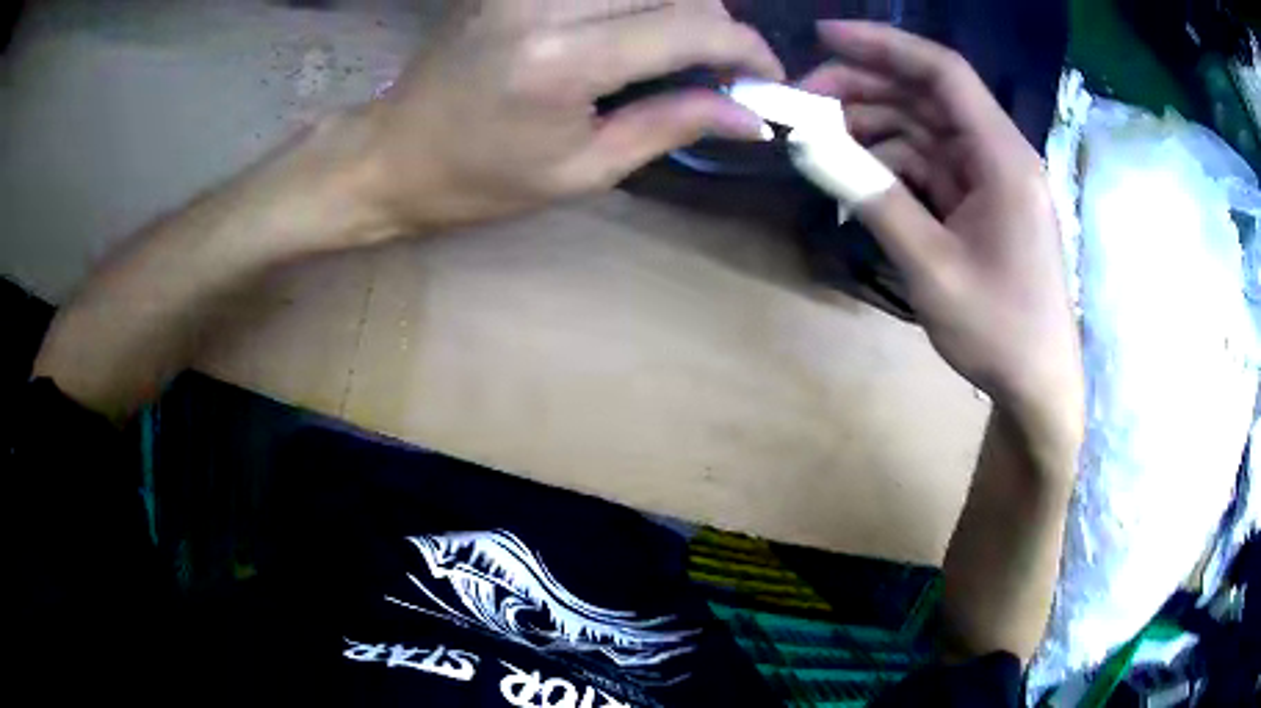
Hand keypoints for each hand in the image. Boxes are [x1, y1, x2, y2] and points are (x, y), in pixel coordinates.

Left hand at [352, 1, 782, 235]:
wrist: (392, 152)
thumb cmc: (479, 180)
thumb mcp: (582, 171)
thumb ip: (672, 125)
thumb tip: (751, 115)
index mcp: (563, 61)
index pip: (690, 27)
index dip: (746, 47)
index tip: (767, 76)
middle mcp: (546, 4)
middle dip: (718, 25)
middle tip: (722, 70)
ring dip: (681, 7)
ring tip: (682, 51)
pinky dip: (638, 0)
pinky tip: (636, 28)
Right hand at [800, 22, 1082, 445]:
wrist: (1036, 385)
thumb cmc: (999, 330)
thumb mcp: (932, 266)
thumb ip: (873, 198)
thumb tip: (806, 147)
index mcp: (1003, 157)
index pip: (943, 73)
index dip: (884, 45)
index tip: (824, 36)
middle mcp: (998, 155)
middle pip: (927, 97)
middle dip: (865, 90)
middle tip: (803, 101)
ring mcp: (990, 180)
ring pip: (923, 131)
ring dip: (872, 131)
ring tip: (818, 143)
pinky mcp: (980, 204)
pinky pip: (929, 168)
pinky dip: (891, 168)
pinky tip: (856, 179)